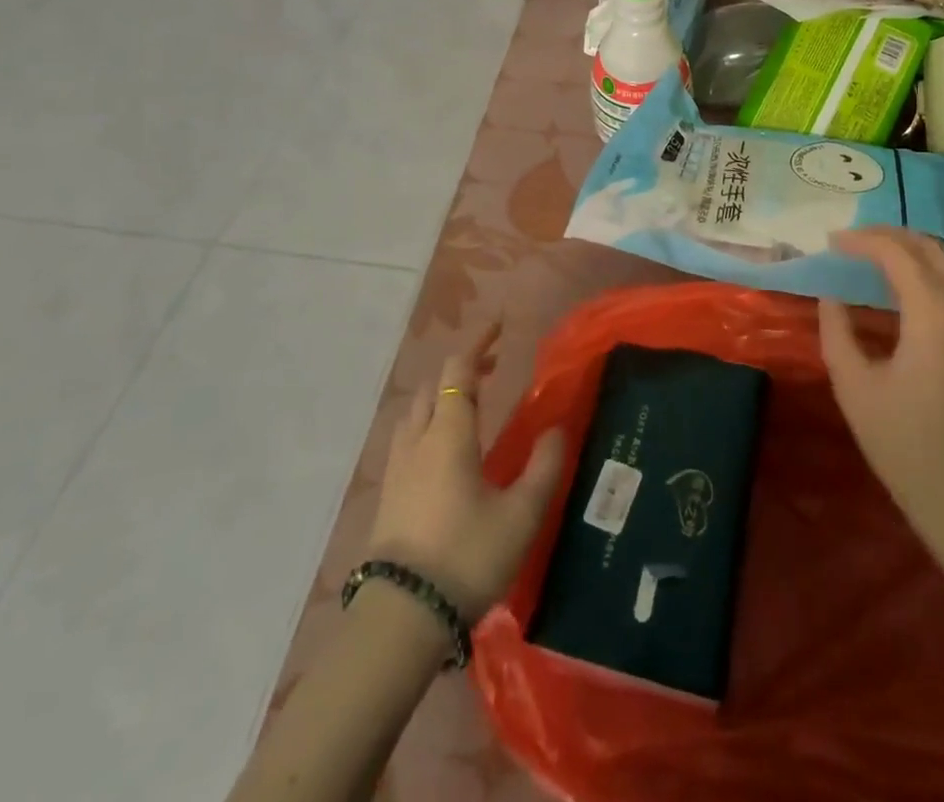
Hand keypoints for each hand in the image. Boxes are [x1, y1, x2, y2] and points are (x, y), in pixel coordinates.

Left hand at [367, 324, 565, 623]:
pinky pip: (408, 438)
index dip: (478, 343)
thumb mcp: (520, 515)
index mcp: (448, 434)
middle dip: (462, 369)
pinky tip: (446, 449)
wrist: (402, 618)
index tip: (499, 325)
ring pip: (415, 412)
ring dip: (441, 396)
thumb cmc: (466, 557)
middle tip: (493, 368)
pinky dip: (428, 423)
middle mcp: (418, 440)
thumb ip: (543, 467)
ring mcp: (397, 468)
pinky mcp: (388, 494)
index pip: (457, 371)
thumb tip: (556, 429)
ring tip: (470, 404)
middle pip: (432, 387)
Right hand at [819, 228, 943, 563]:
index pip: (897, 253)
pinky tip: (893, 287)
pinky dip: (921, 271)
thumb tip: (831, 295)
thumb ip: (837, 330)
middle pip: (928, 247)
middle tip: (848, 241)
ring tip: (866, 256)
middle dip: (887, 235)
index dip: (861, 240)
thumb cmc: (903, 442)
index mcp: (932, 314)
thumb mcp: (854, 384)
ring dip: (906, 251)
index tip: (829, 241)